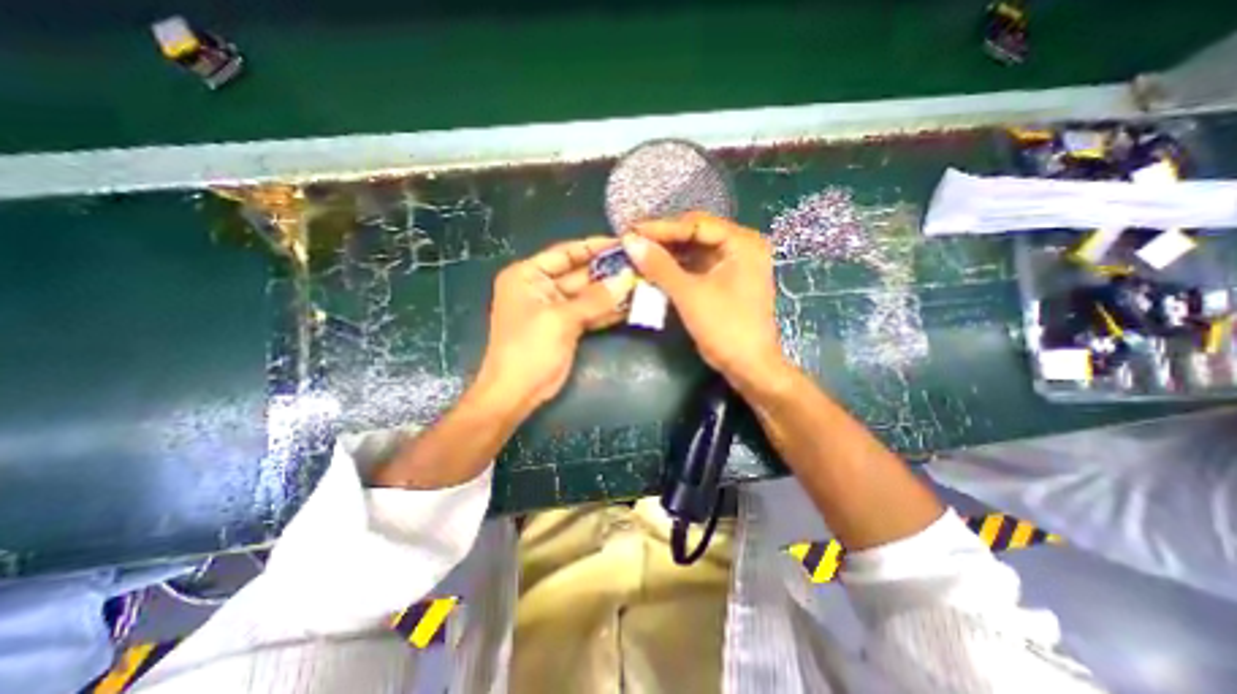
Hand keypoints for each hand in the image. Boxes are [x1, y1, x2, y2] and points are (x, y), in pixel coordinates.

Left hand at [475, 240, 638, 411]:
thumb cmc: (529, 349)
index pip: (564, 253)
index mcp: (528, 276)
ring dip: (612, 291)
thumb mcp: (560, 319)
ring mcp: (556, 308)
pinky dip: (608, 310)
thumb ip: (595, 299)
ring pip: (588, 294)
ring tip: (641, 282)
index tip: (622, 243)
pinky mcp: (567, 326)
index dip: (593, 247)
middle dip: (608, 271)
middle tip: (639, 264)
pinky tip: (630, 305)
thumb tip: (626, 278)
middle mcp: (541, 287)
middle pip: (579, 273)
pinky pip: (590, 313)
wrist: (517, 392)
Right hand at [624, 210, 787, 384]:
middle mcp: (741, 247)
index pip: (695, 225)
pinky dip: (675, 270)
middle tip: (631, 242)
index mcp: (742, 242)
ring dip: (667, 255)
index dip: (661, 228)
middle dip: (663, 240)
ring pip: (693, 252)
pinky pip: (696, 268)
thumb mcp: (689, 294)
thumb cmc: (725, 327)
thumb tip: (630, 241)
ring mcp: (734, 265)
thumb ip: (659, 266)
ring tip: (637, 255)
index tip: (631, 231)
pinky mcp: (725, 281)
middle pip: (695, 235)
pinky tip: (653, 270)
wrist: (748, 366)